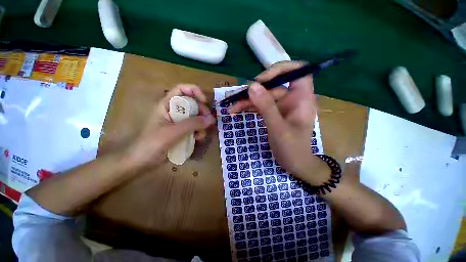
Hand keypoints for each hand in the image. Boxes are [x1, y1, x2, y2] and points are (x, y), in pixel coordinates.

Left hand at [126, 84, 214, 168]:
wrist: (143, 162)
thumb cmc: (153, 143)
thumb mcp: (173, 131)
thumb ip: (192, 124)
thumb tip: (211, 119)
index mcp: (167, 105)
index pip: (181, 89)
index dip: (194, 91)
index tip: (204, 101)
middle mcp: (174, 111)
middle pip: (192, 103)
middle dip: (202, 111)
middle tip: (208, 120)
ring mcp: (179, 122)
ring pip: (196, 117)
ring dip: (202, 124)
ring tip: (201, 135)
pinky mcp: (182, 132)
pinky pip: (195, 128)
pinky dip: (199, 132)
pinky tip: (198, 139)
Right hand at [229, 61, 329, 185]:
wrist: (295, 164)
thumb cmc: (293, 148)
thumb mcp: (279, 128)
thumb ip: (266, 107)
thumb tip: (252, 86)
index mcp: (302, 98)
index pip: (297, 70)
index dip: (280, 69)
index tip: (262, 79)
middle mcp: (292, 98)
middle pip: (271, 86)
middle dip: (253, 92)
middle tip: (235, 98)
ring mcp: (281, 106)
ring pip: (263, 96)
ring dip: (246, 101)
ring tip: (231, 107)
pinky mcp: (273, 113)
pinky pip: (260, 105)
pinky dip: (248, 108)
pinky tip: (236, 111)